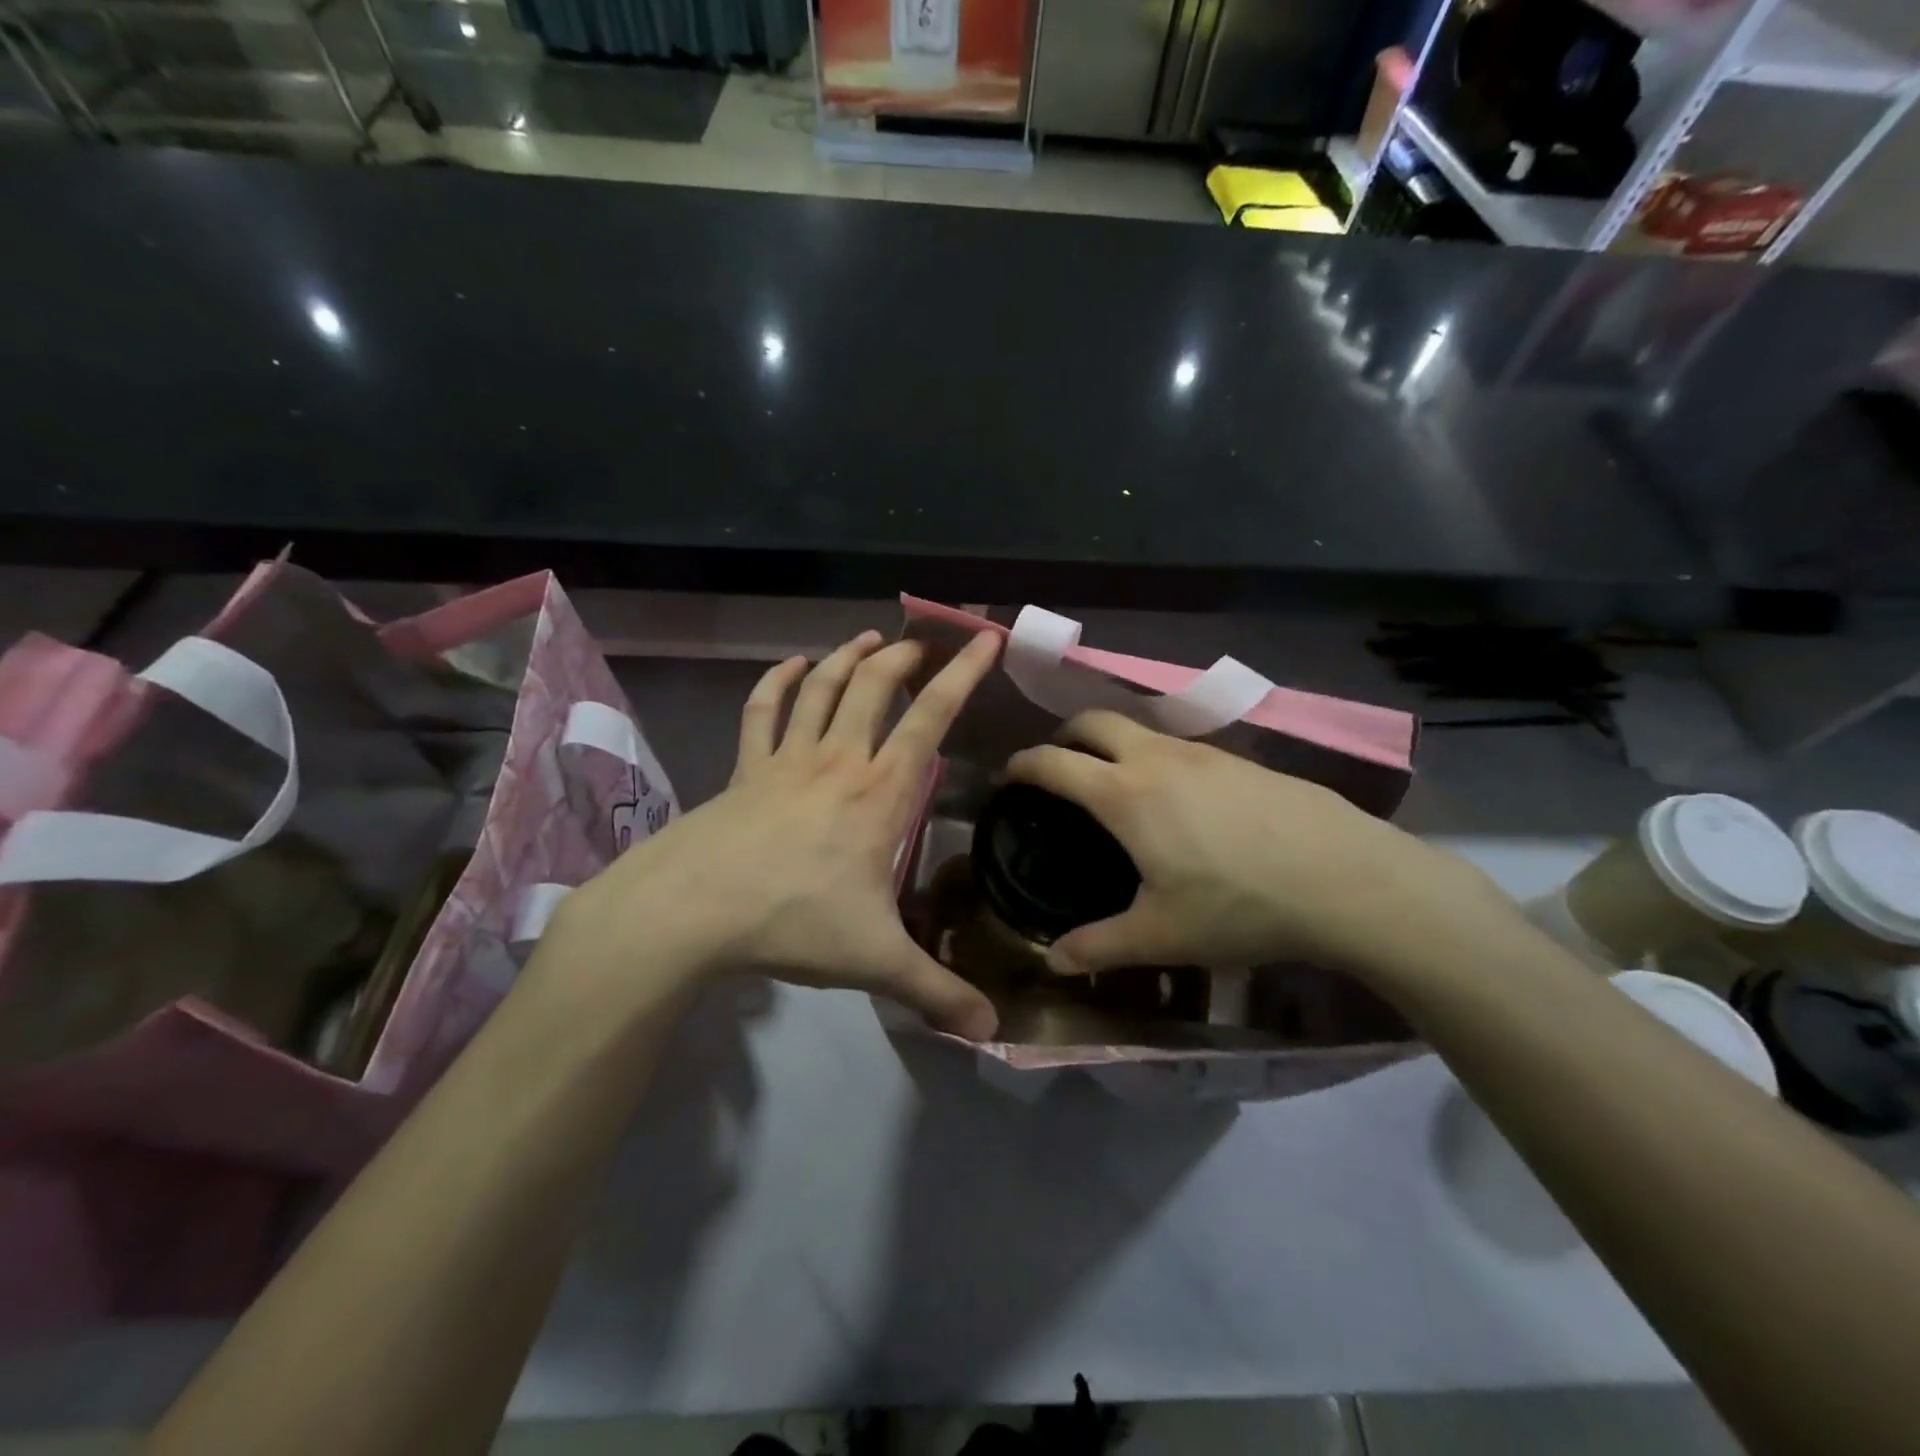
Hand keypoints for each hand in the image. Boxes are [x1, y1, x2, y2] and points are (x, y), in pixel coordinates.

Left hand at [545, 629, 1002, 1039]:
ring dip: (849, 657)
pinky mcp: (745, 768)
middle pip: (876, 686)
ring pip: (823, 688)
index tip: (985, 639)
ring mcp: (787, 758)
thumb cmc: (793, 921)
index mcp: (880, 792)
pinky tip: (791, 666)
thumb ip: (936, 990)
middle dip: (905, 656)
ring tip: (871, 638)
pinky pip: (762, 711)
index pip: (932, 717)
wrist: (693, 909)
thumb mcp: (876, 960)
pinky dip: (778, 682)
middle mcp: (839, 760)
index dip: (963, 675)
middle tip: (926, 642)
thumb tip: (992, 1031)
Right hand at [1007, 710, 1512, 982]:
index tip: (1009, 776)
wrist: (1346, 879)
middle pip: (1094, 721)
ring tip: (1114, 783)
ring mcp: (1203, 752)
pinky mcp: (1240, 759)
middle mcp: (1157, 758)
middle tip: (1057, 766)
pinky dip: (1154, 756)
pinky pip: (1178, 745)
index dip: (1023, 764)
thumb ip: (1099, 946)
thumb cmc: (1240, 905)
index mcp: (1125, 794)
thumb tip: (1054, 961)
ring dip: (1112, 743)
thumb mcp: (1162, 935)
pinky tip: (1177, 799)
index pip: (1055, 762)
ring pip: (1140, 728)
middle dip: (1065, 735)